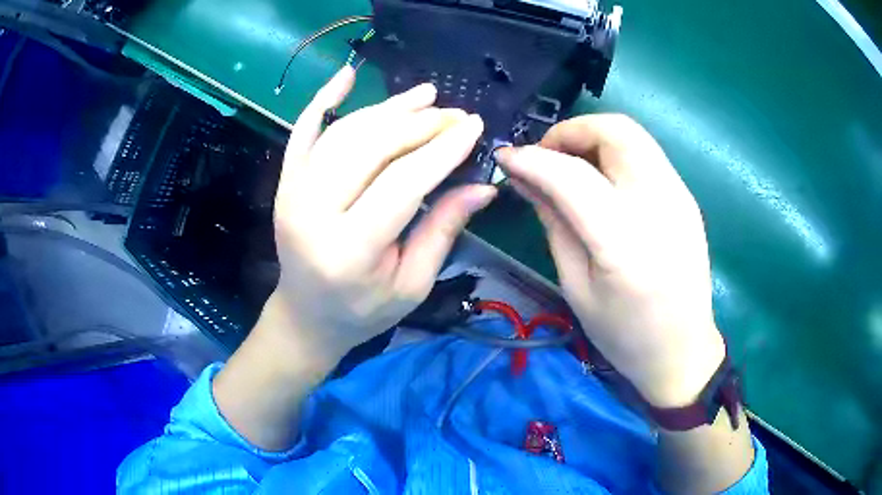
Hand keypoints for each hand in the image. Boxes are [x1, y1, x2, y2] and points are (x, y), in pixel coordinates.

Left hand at [266, 67, 495, 363]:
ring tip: (425, 96)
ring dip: (388, 108)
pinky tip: (346, 75)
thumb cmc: (362, 311)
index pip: (402, 182)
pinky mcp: (286, 181)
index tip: (474, 126)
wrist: (306, 316)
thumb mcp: (411, 284)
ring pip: (345, 132)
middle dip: (421, 124)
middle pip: (372, 147)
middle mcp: (313, 212)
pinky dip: (323, 99)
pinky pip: (302, 131)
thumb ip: (442, 230)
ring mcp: (293, 191)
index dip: (442, 149)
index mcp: (349, 249)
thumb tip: (483, 185)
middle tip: (456, 115)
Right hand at [497, 115, 725, 407]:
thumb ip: (553, 222)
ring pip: (633, 134)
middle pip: (615, 131)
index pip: (572, 176)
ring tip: (570, 164)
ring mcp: (680, 197)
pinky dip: (615, 151)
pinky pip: (646, 153)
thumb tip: (525, 177)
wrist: (682, 350)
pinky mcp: (687, 197)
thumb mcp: (577, 286)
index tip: (506, 157)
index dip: (533, 158)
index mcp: (625, 243)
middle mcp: (660, 206)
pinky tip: (601, 179)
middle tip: (546, 156)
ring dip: (593, 136)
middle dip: (570, 131)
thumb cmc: (624, 334)